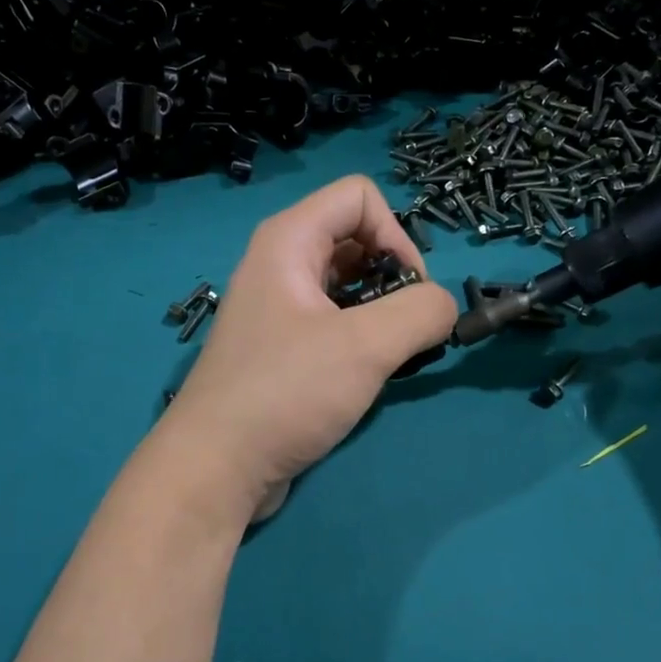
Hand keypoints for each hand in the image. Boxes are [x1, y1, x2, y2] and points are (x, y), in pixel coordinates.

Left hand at [168, 175, 456, 518]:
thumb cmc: (286, 392)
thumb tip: (443, 307)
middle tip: (406, 328)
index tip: (411, 291)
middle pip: (356, 237)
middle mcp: (279, 263)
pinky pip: (334, 320)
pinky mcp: (282, 347)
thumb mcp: (366, 346)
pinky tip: (368, 374)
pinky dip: (361, 337)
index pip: (360, 196)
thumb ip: (421, 312)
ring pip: (349, 284)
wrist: (217, 465)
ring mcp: (278, 307)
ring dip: (382, 311)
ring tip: (392, 354)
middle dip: (394, 276)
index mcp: (289, 240)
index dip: (397, 234)